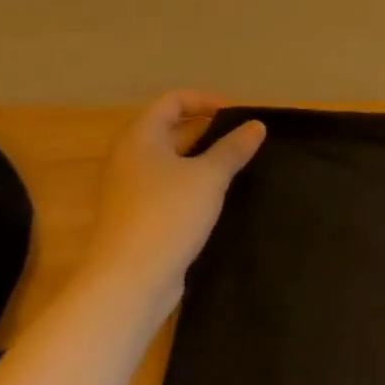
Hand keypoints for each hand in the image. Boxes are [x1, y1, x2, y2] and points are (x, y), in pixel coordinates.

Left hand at [76, 90, 265, 307]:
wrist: (128, 283)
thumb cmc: (167, 215)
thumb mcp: (209, 176)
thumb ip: (233, 148)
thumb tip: (256, 125)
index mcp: (140, 138)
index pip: (174, 101)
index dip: (208, 100)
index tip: (240, 115)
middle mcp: (130, 158)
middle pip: (173, 129)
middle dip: (212, 131)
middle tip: (247, 140)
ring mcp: (131, 190)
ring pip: (174, 161)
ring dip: (206, 159)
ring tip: (241, 165)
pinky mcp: (138, 217)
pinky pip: (171, 187)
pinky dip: (195, 184)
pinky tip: (221, 196)